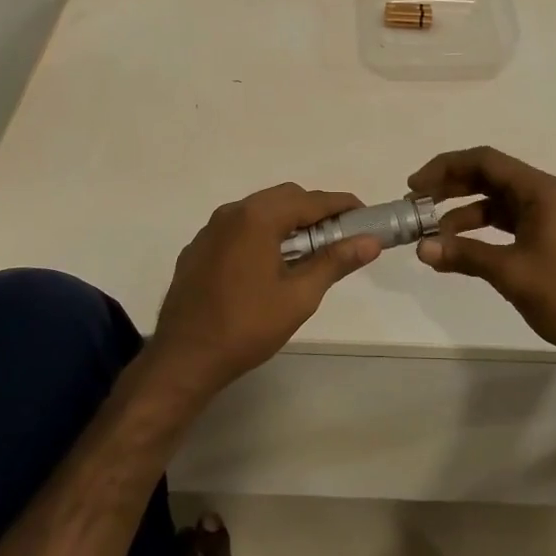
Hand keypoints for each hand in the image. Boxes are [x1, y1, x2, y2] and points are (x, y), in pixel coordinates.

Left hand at [150, 183, 380, 399]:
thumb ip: (335, 262)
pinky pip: (238, 228)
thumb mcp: (299, 296)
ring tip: (307, 252)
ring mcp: (210, 230)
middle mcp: (232, 213)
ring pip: (259, 210)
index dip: (341, 205)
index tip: (365, 215)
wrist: (185, 358)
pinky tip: (268, 264)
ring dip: (287, 221)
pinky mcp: (198, 249)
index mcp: (258, 218)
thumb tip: (370, 242)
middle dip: (315, 211)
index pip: (311, 200)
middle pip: (284, 197)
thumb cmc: (247, 326)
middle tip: (338, 237)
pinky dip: (261, 233)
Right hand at [408, 146, 555, 361]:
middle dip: (450, 187)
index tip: (414, 186)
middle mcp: (545, 196)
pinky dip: (481, 232)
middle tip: (416, 204)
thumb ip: (464, 254)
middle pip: (489, 177)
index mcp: (540, 191)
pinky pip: (507, 224)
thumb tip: (422, 247)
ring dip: (463, 212)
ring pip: (496, 202)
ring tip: (432, 232)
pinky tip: (459, 249)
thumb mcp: (510, 272)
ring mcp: (549, 218)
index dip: (445, 168)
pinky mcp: (549, 239)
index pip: (485, 161)